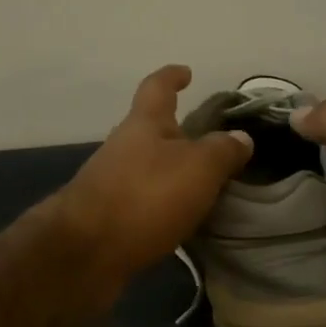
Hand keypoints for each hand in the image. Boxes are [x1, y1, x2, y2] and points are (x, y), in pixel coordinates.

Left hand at [57, 65, 253, 281]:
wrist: (85, 253)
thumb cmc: (145, 197)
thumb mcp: (198, 168)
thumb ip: (223, 151)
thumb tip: (241, 138)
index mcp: (144, 125)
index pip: (157, 87)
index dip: (172, 77)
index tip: (186, 73)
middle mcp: (122, 147)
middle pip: (150, 130)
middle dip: (177, 133)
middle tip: (210, 144)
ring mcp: (109, 182)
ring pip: (146, 167)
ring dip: (170, 172)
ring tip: (203, 186)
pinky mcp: (106, 217)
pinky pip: (142, 200)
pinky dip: (162, 203)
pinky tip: (180, 219)